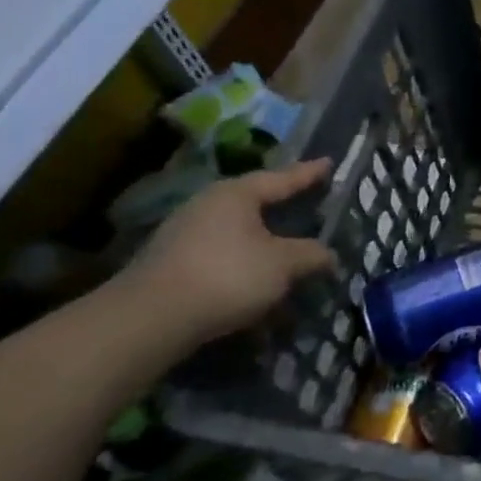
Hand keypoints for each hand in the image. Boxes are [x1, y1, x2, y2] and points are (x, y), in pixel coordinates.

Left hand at [120, 158, 337, 345]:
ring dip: (264, 240)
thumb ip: (311, 255)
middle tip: (309, 202)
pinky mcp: (174, 262)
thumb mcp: (283, 265)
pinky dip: (244, 262)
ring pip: (238, 230)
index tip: (329, 162)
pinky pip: (222, 253)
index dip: (309, 173)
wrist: (150, 318)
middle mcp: (208, 204)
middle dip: (283, 205)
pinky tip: (257, 280)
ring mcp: (185, 233)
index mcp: (237, 194)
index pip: (282, 178)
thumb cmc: (227, 276)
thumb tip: (329, 255)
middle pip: (256, 201)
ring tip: (287, 248)